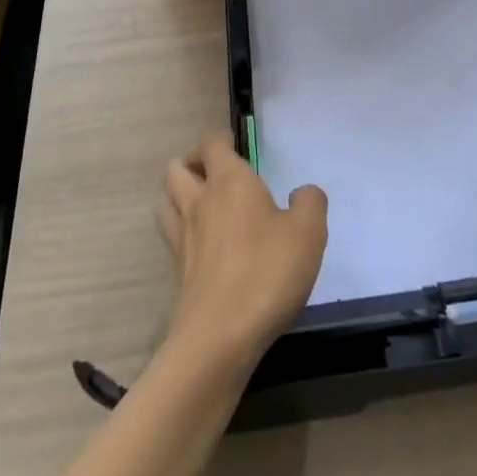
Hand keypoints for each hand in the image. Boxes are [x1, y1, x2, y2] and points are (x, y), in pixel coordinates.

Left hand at [157, 133, 327, 369]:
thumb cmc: (267, 271)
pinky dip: (183, 230)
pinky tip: (206, 245)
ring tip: (203, 203)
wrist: (220, 336)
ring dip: (179, 194)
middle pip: (177, 168)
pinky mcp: (178, 272)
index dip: (221, 139)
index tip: (236, 144)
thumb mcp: (309, 231)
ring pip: (166, 200)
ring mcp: (183, 237)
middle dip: (193, 163)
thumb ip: (310, 201)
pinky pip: (172, 236)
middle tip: (216, 172)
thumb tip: (301, 193)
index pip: (212, 144)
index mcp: (229, 181)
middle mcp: (199, 201)